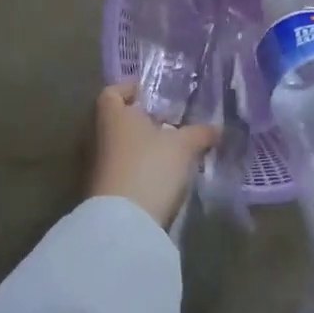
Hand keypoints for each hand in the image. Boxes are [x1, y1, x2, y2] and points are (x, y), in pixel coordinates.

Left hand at [86, 82, 218, 229]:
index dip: (130, 89)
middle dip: (142, 121)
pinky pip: (121, 170)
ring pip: (120, 147)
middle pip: (118, 120)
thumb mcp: (183, 147)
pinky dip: (138, 169)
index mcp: (113, 115)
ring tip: (171, 151)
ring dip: (142, 147)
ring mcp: (96, 166)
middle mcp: (98, 136)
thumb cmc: (150, 167)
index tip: (153, 93)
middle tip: (170, 123)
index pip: (112, 92)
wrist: (123, 224)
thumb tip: (217, 127)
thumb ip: (200, 133)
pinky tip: (161, 176)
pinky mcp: (102, 192)